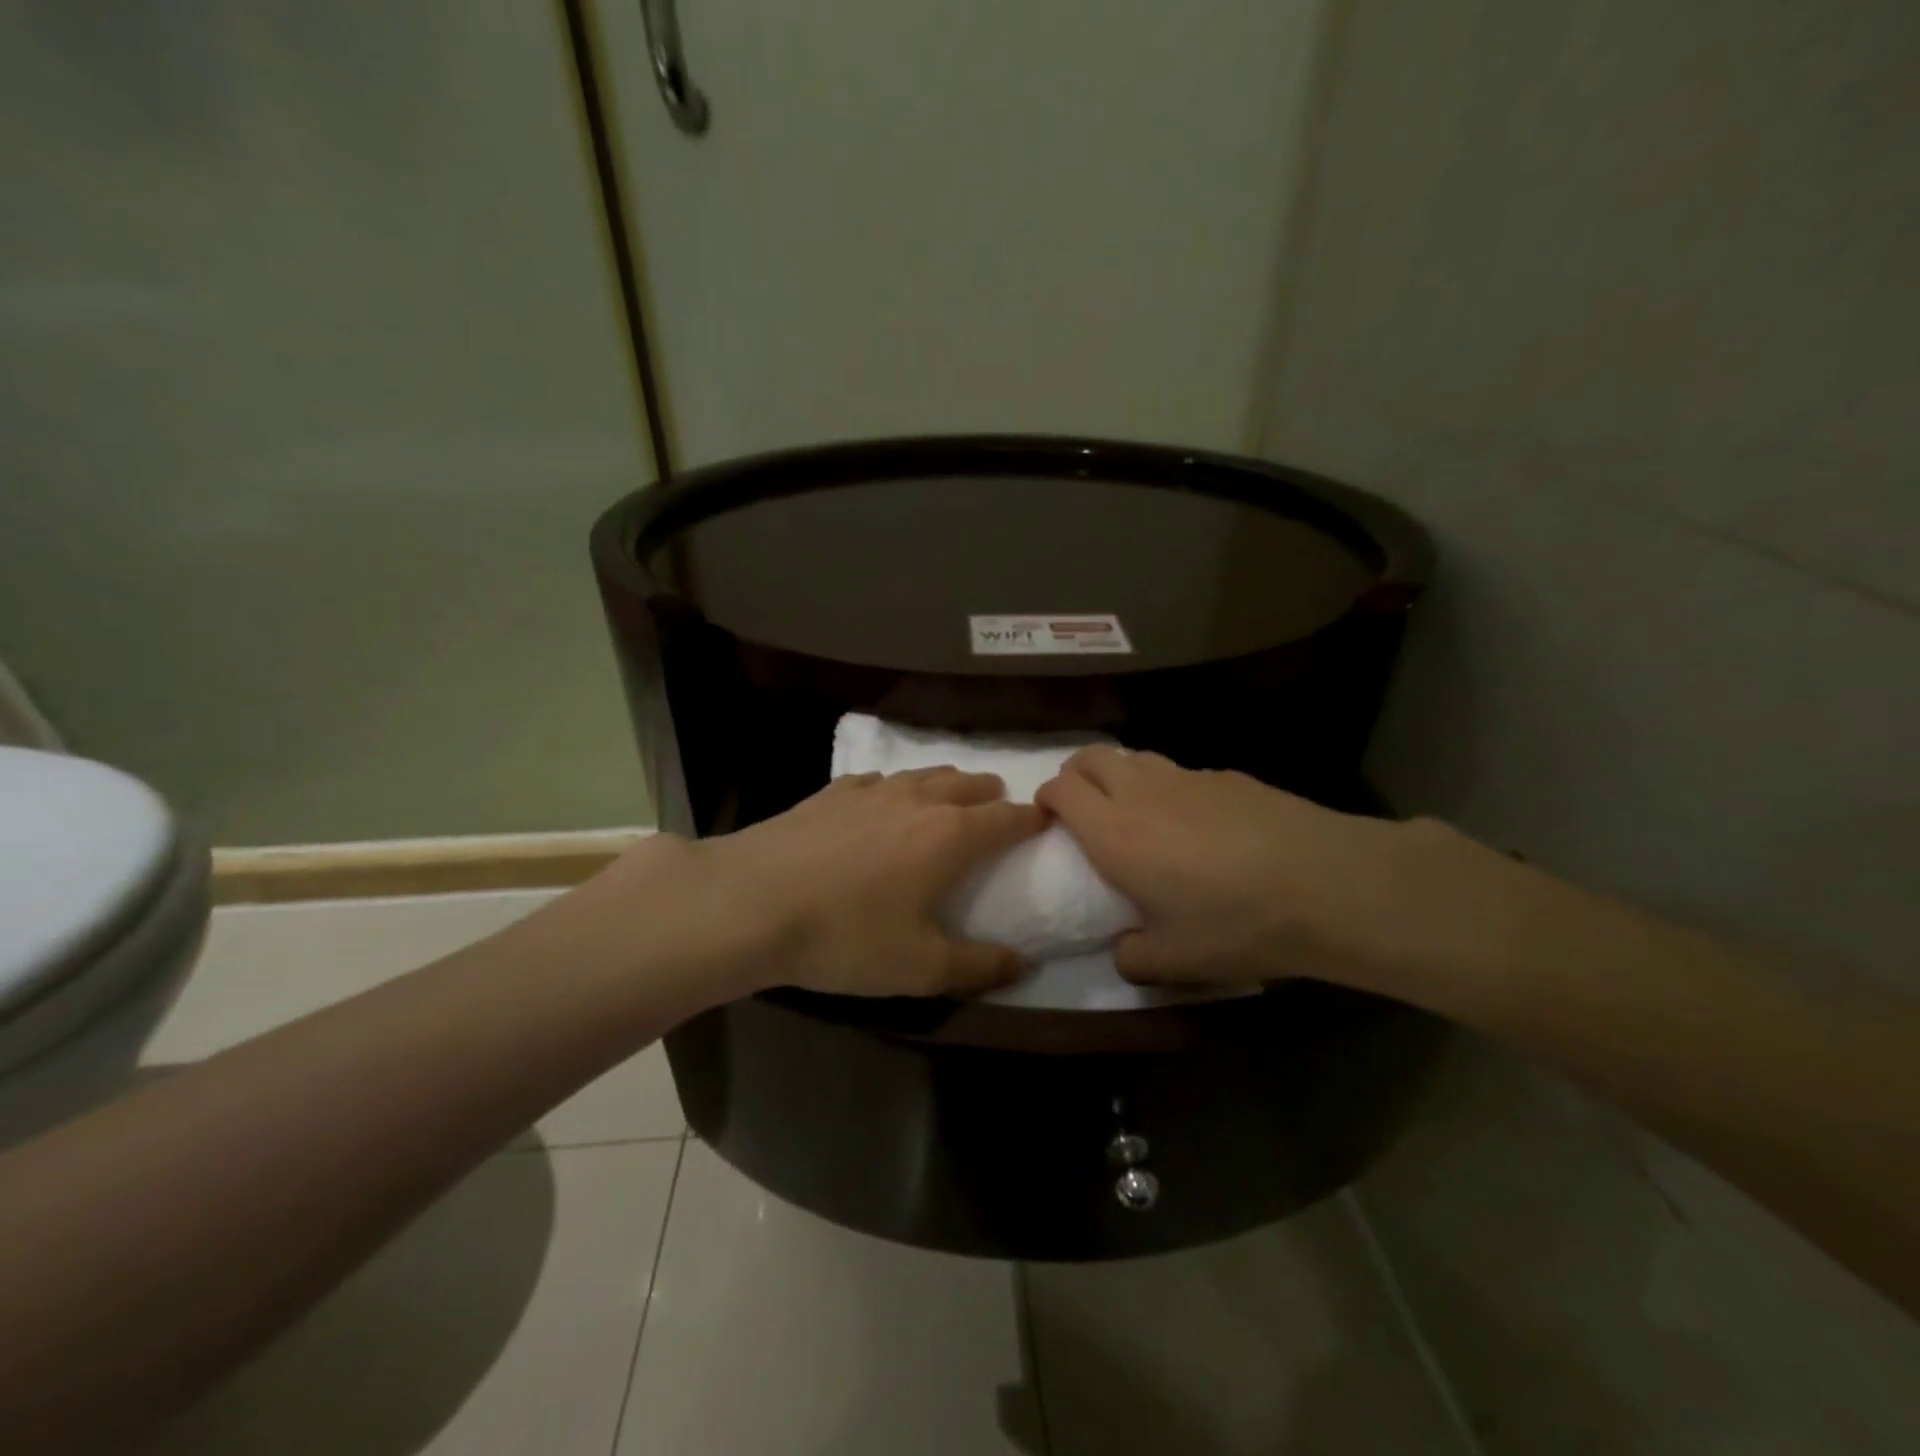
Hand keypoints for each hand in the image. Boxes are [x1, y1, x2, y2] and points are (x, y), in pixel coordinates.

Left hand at [662, 769, 1045, 997]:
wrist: (750, 903)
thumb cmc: (846, 936)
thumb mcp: (919, 967)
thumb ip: (978, 966)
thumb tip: (1022, 964)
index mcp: (950, 835)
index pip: (1007, 818)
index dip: (1032, 820)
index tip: (1045, 823)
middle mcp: (918, 800)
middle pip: (969, 784)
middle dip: (991, 795)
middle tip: (997, 811)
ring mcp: (871, 790)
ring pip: (925, 775)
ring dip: (946, 786)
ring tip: (949, 801)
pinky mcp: (831, 792)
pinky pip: (878, 780)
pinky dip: (896, 789)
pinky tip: (882, 803)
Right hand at [1036, 746, 1460, 992]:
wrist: (1327, 884)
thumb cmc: (1236, 924)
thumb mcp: (1176, 961)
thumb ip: (1133, 957)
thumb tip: (1123, 950)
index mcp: (1114, 832)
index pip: (1061, 789)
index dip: (1047, 797)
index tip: (1049, 818)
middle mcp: (1142, 793)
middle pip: (1090, 757)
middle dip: (1075, 774)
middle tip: (1081, 806)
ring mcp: (1188, 777)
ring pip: (1135, 757)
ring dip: (1120, 774)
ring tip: (1134, 808)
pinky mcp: (1229, 776)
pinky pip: (1181, 772)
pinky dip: (1169, 786)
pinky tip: (1198, 820)